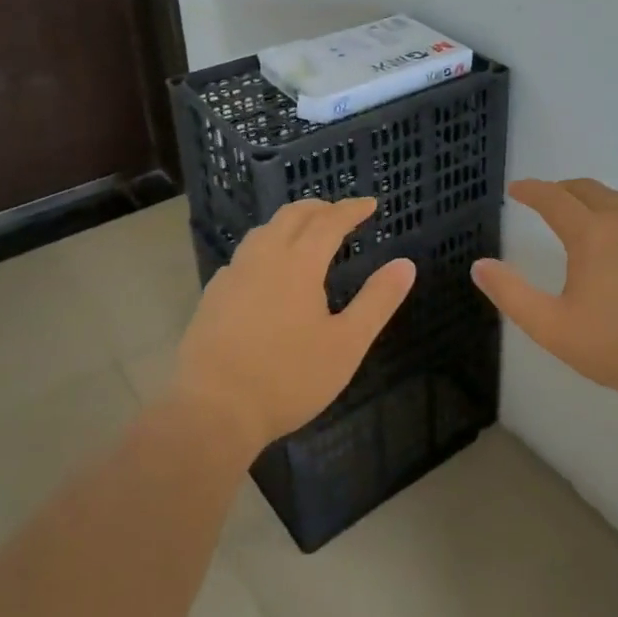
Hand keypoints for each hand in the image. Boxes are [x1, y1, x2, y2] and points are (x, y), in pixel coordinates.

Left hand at [171, 197, 415, 457]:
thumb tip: (405, 264)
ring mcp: (233, 276)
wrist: (211, 411)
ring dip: (289, 223)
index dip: (351, 210)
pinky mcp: (212, 297)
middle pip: (292, 216)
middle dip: (319, 208)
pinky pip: (243, 256)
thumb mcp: (346, 344)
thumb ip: (377, 301)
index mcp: (298, 263)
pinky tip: (266, 270)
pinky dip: (265, 247)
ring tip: (304, 233)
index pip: (329, 221)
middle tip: (339, 212)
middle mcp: (263, 258)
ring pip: (263, 231)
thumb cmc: (288, 378)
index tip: (370, 204)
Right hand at [471, 178, 617, 407]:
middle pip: (589, 190)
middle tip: (546, 197)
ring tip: (583, 214)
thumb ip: (512, 294)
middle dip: (562, 189)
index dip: (531, 190)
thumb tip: (479, 265)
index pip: (554, 198)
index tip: (515, 189)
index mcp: (592, 233)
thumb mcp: (553, 327)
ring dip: (595, 200)